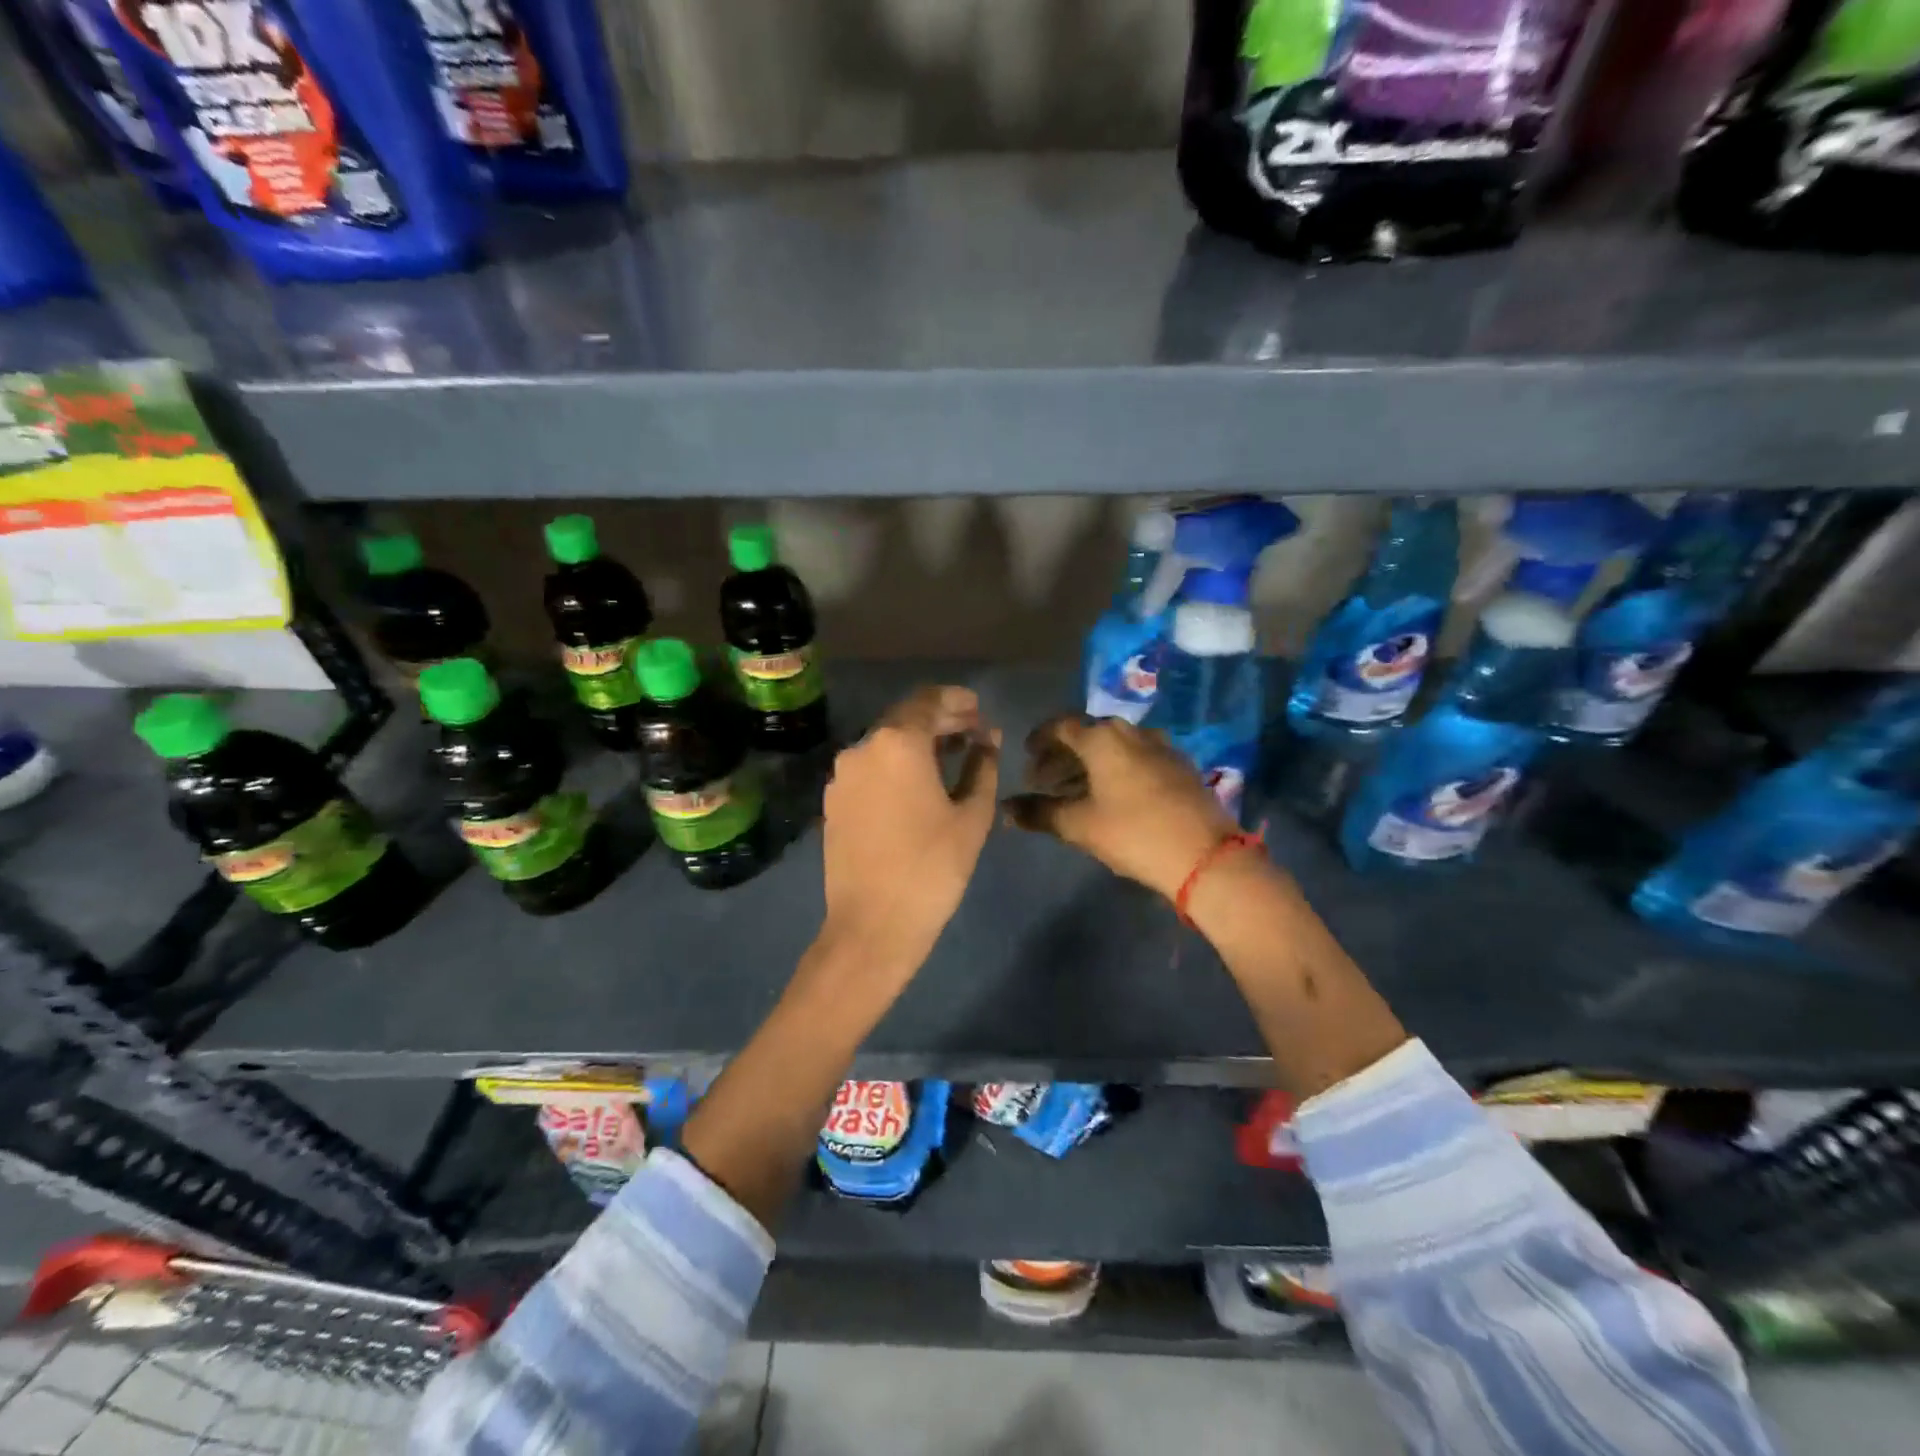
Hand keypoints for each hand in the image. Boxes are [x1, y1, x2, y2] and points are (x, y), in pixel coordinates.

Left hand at [816, 685, 1000, 980]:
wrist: (872, 924)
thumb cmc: (932, 867)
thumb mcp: (971, 816)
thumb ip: (982, 766)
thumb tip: (988, 738)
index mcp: (897, 743)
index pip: (929, 701)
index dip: (957, 701)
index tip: (979, 710)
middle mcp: (863, 747)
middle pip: (905, 718)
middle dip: (940, 720)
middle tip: (973, 732)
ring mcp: (842, 775)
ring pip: (885, 744)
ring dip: (917, 743)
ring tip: (950, 757)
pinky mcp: (833, 801)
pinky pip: (870, 768)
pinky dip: (895, 765)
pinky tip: (917, 784)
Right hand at [1004, 715, 1237, 899]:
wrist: (1204, 855)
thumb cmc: (1132, 833)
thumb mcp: (1079, 826)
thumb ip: (1039, 813)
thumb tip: (1006, 809)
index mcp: (1102, 738)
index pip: (1059, 726)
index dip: (1039, 740)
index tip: (1027, 757)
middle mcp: (1130, 732)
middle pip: (1087, 735)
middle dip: (1062, 756)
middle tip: (1044, 781)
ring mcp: (1160, 746)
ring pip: (1113, 747)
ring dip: (1089, 764)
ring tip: (1074, 791)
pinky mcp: (1179, 765)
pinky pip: (1137, 757)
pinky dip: (1116, 769)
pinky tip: (1113, 795)